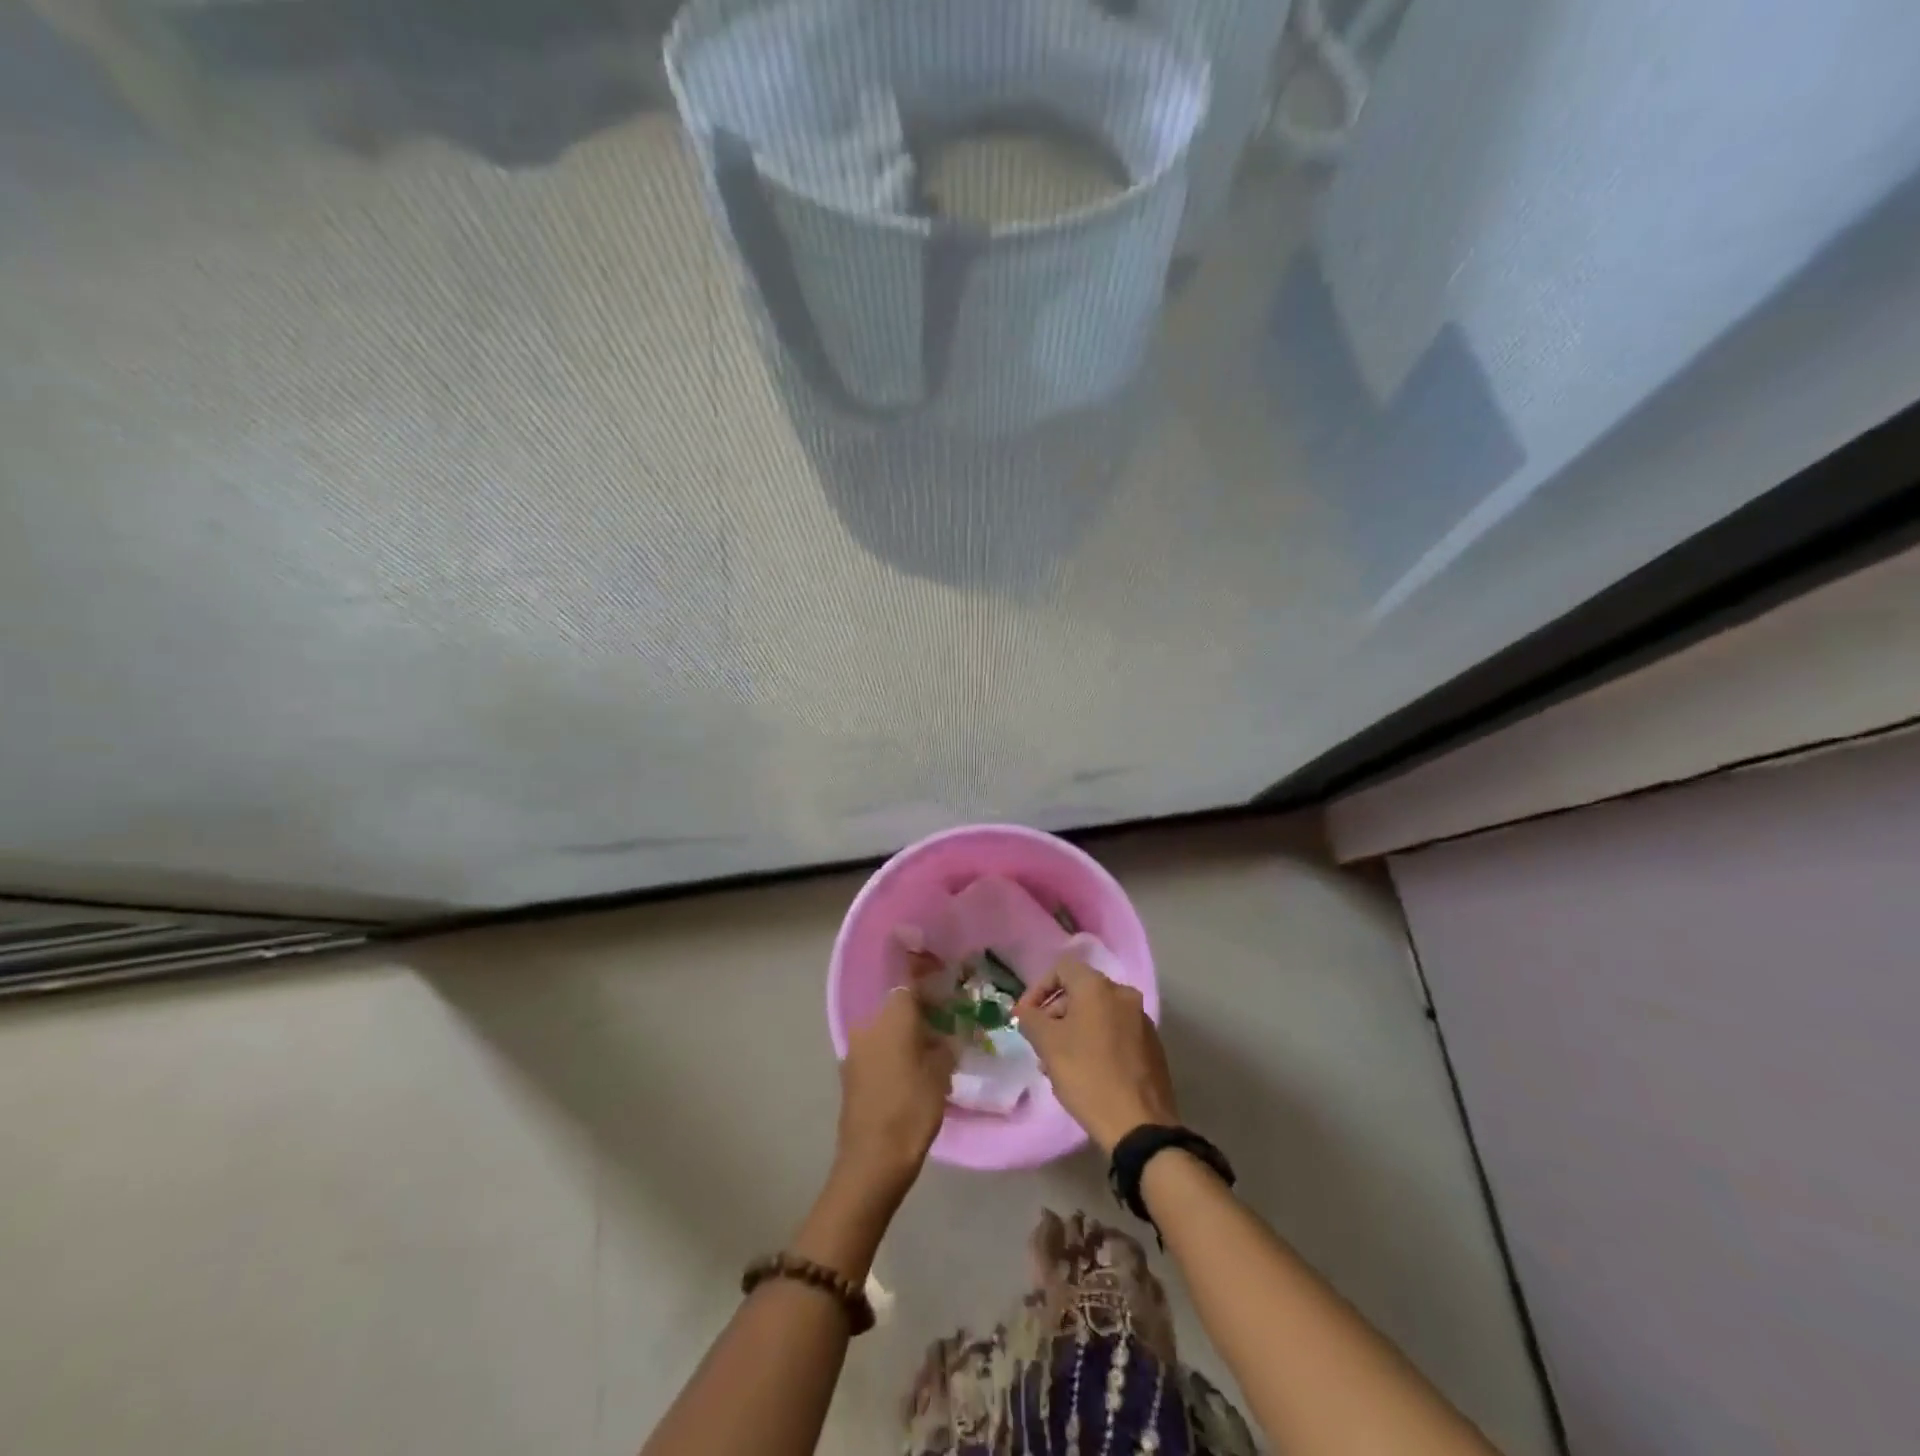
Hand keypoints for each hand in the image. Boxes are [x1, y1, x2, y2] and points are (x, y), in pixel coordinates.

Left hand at [835, 987, 955, 1199]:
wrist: (872, 1159)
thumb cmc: (912, 1110)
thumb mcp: (941, 1075)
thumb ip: (943, 1047)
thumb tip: (943, 1038)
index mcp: (892, 1018)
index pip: (911, 987)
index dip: (930, 990)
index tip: (946, 1000)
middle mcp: (868, 1025)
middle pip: (896, 1009)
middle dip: (917, 1017)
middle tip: (941, 1033)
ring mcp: (854, 1050)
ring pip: (884, 1032)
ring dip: (902, 1038)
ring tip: (927, 1058)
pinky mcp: (848, 1074)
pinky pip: (874, 1052)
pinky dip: (890, 1057)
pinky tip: (907, 1076)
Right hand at [1015, 959, 1177, 1153]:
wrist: (1139, 1124)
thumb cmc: (1087, 1076)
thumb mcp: (1048, 1045)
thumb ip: (1030, 1020)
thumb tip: (1023, 1011)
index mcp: (1098, 987)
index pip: (1061, 969)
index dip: (1038, 989)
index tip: (1026, 1017)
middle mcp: (1124, 994)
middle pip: (1081, 991)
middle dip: (1055, 1013)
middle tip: (1040, 1043)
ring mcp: (1142, 1020)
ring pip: (1098, 1014)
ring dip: (1074, 1029)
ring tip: (1060, 1062)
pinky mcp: (1152, 1045)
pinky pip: (1116, 1031)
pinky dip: (1097, 1041)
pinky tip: (1087, 1071)